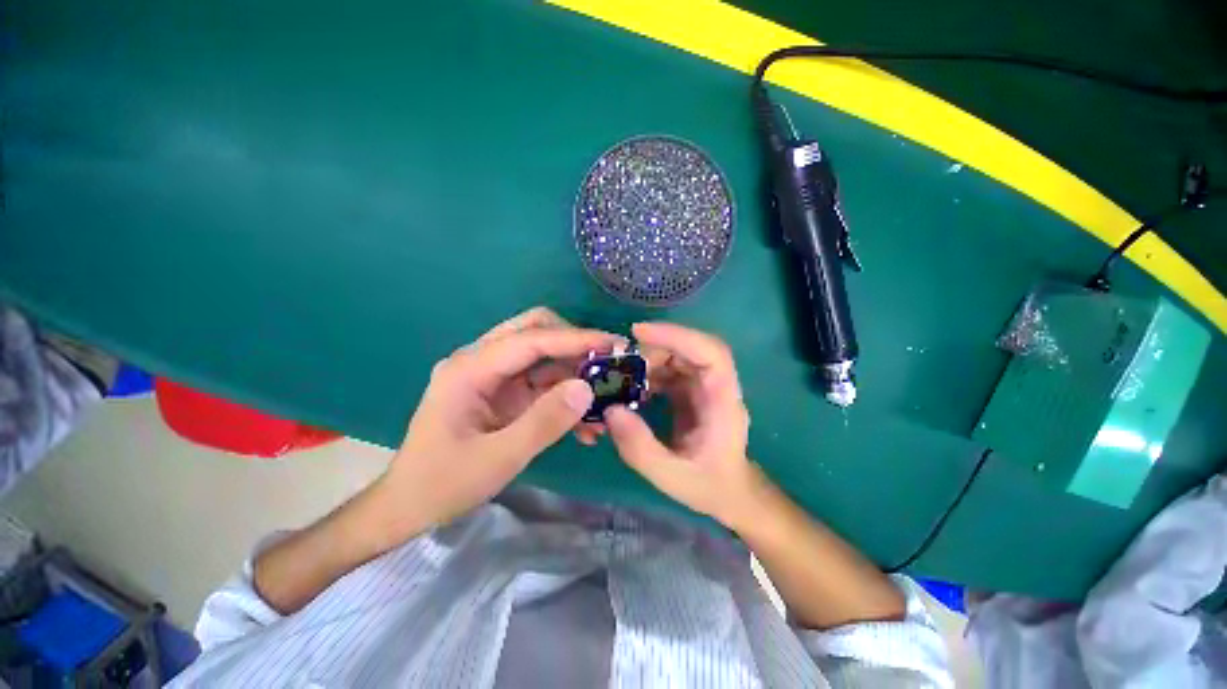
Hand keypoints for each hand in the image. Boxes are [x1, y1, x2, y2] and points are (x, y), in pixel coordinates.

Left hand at [374, 307, 618, 537]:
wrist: (408, 507)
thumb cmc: (443, 484)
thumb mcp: (498, 458)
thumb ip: (544, 422)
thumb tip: (586, 389)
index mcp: (470, 369)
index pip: (531, 340)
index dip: (574, 339)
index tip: (612, 343)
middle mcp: (480, 362)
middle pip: (534, 331)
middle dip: (573, 344)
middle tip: (606, 362)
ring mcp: (492, 377)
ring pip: (542, 356)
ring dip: (573, 373)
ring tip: (604, 398)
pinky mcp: (502, 393)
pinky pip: (540, 382)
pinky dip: (564, 396)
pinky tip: (584, 423)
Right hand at [603, 322, 765, 528]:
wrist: (730, 493)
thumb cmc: (709, 486)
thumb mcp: (671, 476)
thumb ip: (640, 447)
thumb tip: (610, 410)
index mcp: (723, 401)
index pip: (710, 353)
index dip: (678, 335)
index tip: (640, 332)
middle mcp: (717, 386)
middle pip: (691, 348)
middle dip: (656, 347)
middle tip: (622, 360)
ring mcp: (705, 387)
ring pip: (679, 357)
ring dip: (650, 360)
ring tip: (623, 376)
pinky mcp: (693, 392)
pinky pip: (671, 371)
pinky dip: (650, 373)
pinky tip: (633, 389)